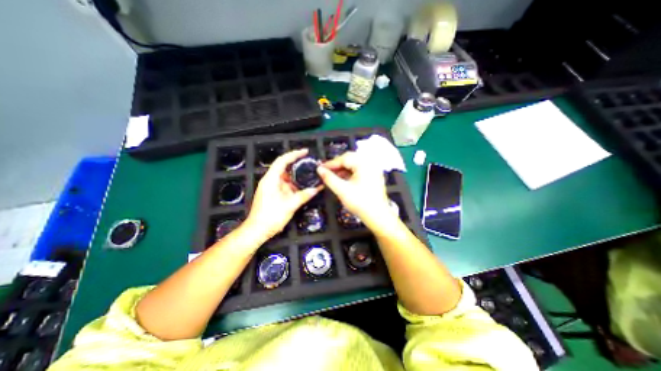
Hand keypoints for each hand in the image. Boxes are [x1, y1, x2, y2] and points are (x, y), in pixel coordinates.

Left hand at [245, 149, 323, 241]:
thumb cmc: (270, 217)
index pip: (282, 161)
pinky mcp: (275, 194)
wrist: (257, 231)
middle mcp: (271, 181)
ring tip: (311, 175)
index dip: (294, 154)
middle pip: (285, 168)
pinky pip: (287, 186)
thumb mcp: (289, 206)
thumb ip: (303, 196)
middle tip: (312, 164)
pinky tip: (305, 187)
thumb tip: (317, 189)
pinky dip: (296, 186)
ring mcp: (273, 188)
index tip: (305, 152)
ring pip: (287, 178)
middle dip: (298, 165)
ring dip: (298, 177)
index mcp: (271, 180)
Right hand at [315, 151, 390, 226]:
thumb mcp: (342, 190)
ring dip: (343, 169)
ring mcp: (373, 169)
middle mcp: (370, 163)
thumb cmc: (360, 203)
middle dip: (337, 165)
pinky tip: (342, 178)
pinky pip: (359, 169)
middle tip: (326, 171)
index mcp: (364, 164)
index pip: (344, 158)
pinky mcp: (373, 175)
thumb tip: (319, 169)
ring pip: (354, 164)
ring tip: (332, 176)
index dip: (331, 163)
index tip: (320, 168)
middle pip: (350, 158)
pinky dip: (349, 172)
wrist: (377, 216)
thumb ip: (329, 178)